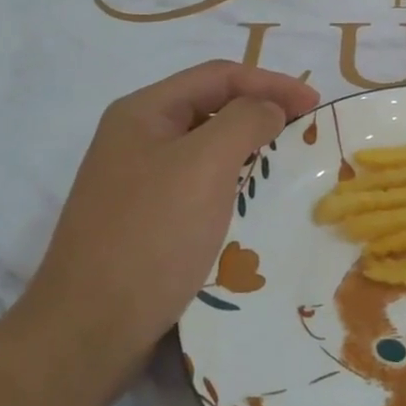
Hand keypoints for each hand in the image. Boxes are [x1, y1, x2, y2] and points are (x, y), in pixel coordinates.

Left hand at [21, 61, 317, 389]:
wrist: (89, 329)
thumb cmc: (151, 235)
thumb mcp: (205, 164)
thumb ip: (245, 120)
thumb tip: (269, 108)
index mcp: (143, 112)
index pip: (219, 76)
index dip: (271, 82)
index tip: (316, 104)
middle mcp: (137, 137)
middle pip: (212, 106)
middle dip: (262, 111)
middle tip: (306, 130)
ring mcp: (138, 179)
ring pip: (206, 146)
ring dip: (250, 147)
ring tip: (288, 161)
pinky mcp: (146, 217)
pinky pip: (199, 182)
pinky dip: (233, 180)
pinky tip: (254, 199)